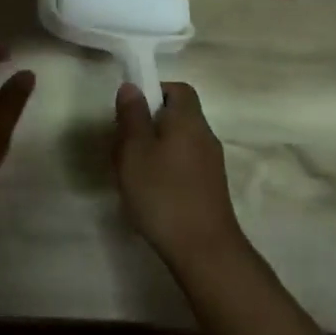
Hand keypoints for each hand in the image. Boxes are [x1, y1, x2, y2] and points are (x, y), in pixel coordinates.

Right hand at [113, 81, 245, 268]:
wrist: (203, 248)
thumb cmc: (163, 193)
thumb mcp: (135, 151)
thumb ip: (132, 116)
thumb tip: (132, 86)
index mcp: (189, 120)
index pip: (178, 89)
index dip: (154, 92)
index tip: (131, 112)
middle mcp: (205, 136)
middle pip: (177, 116)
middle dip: (148, 125)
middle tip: (124, 146)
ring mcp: (211, 163)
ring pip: (179, 142)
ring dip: (155, 150)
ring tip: (132, 173)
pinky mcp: (210, 187)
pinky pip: (185, 165)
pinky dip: (166, 170)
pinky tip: (150, 194)